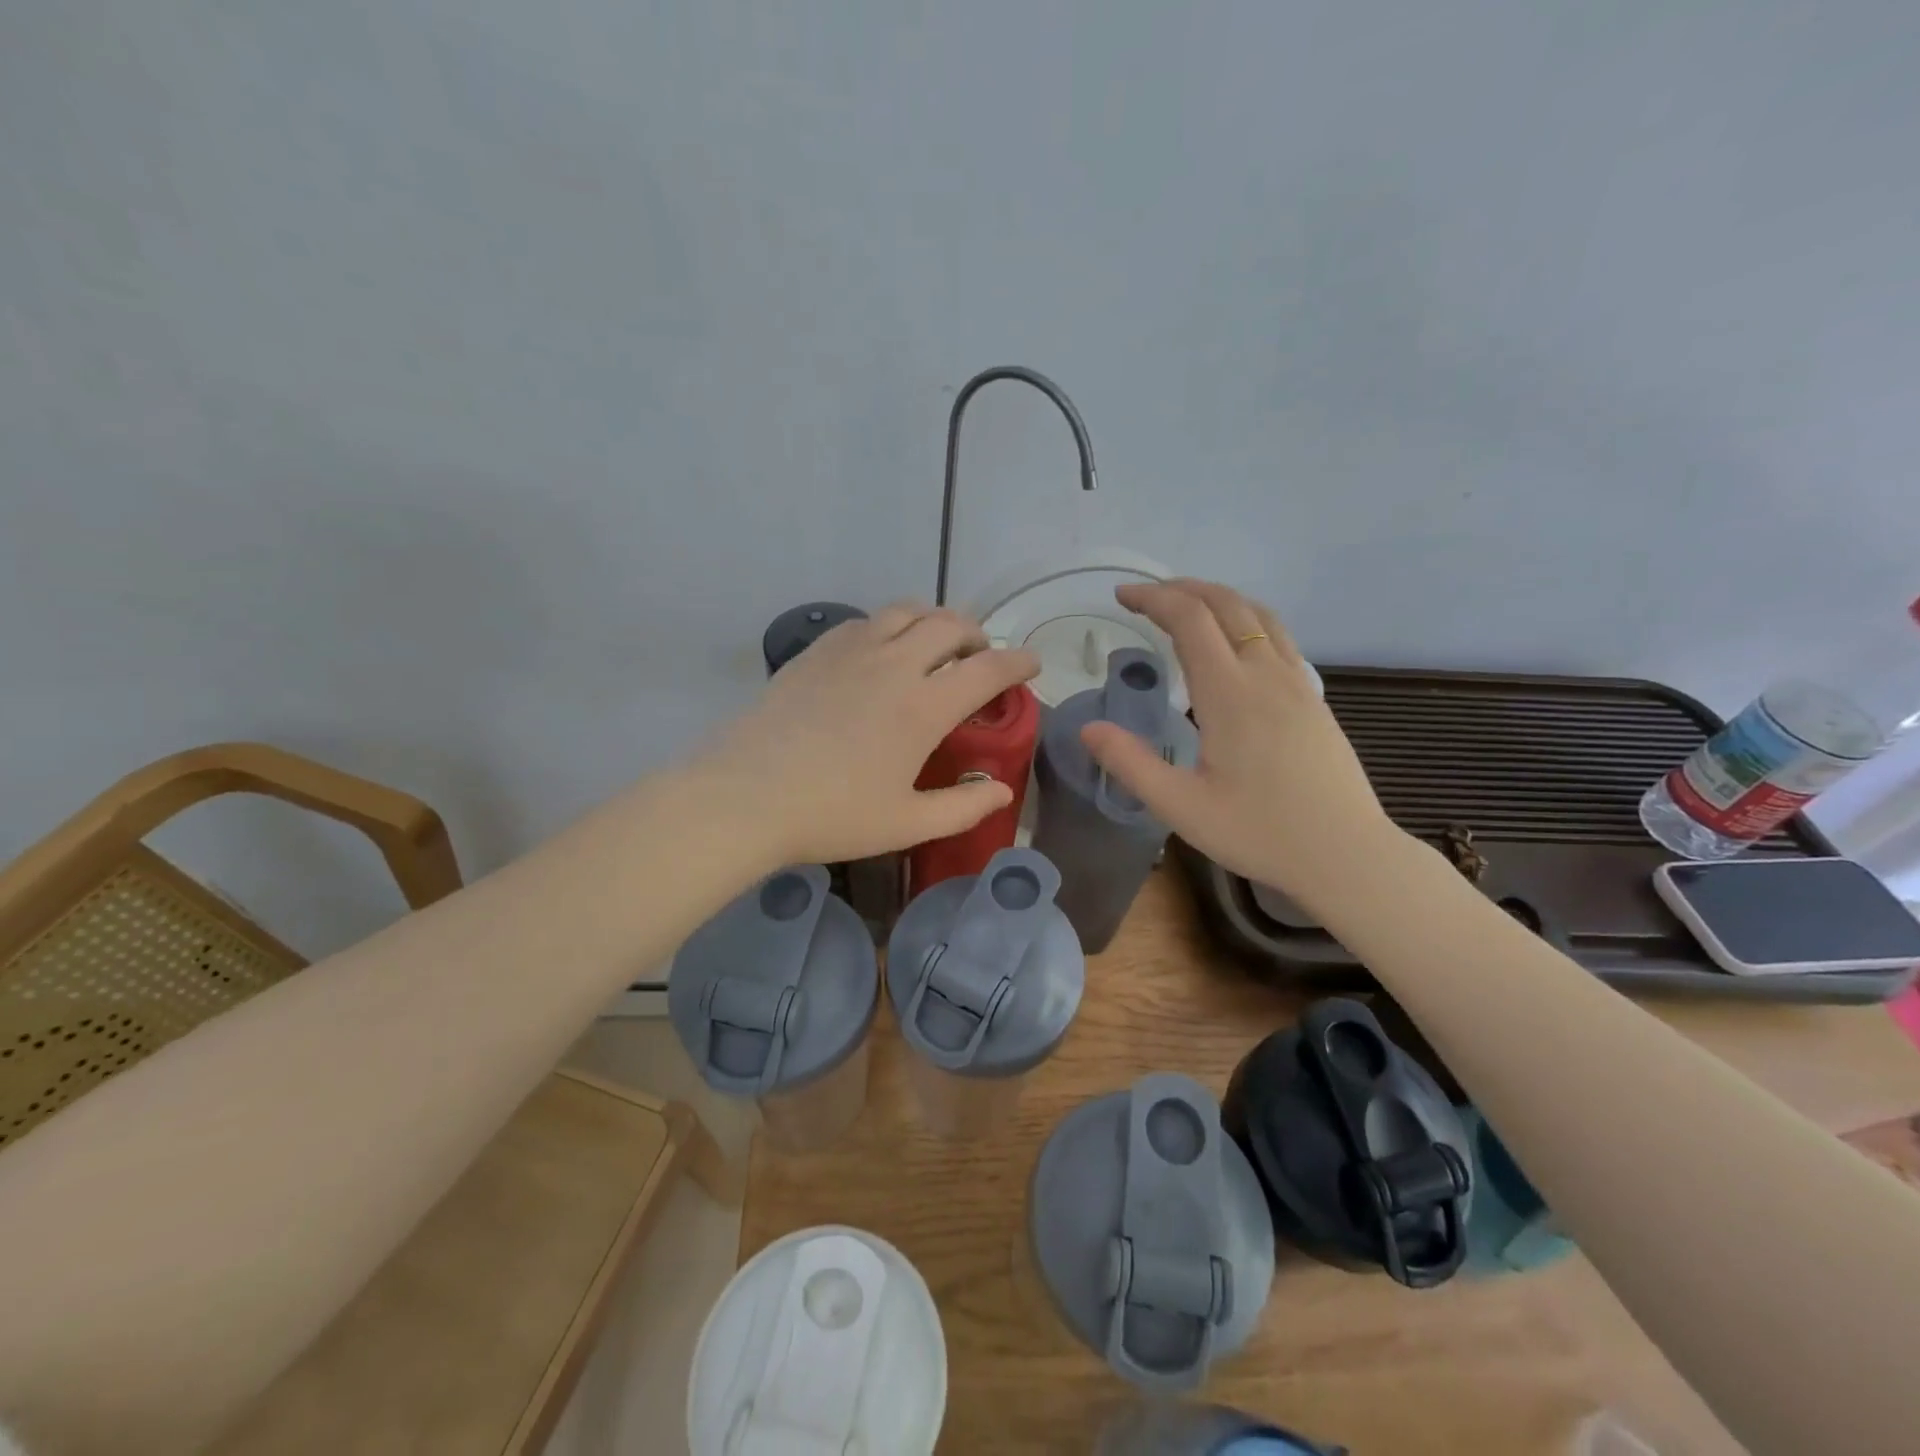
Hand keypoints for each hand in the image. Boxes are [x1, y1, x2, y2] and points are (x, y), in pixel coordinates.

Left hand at [691, 602, 1039, 866]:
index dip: (1017, 663)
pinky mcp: (816, 652)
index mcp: (923, 706)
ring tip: (936, 644)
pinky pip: (865, 621)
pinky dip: (889, 626)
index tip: (1031, 662)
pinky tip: (881, 651)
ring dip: (933, 621)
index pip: (987, 670)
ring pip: (906, 612)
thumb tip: (1002, 791)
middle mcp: (893, 665)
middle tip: (980, 657)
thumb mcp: (907, 823)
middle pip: (949, 625)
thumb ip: (963, 807)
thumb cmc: (832, 815)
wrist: (745, 797)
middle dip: (977, 635)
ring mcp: (851, 651)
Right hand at [1080, 579, 1402, 907]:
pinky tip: (1234, 646)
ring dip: (1218, 598)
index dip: (1153, 598)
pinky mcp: (1314, 699)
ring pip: (1258, 615)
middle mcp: (1266, 674)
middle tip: (1145, 597)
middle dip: (1182, 589)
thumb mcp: (1181, 807)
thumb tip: (1088, 729)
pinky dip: (1245, 620)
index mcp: (1230, 692)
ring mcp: (1297, 683)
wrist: (1347, 855)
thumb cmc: (1260, 832)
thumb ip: (1131, 764)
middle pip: (1226, 604)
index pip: (1190, 618)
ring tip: (1186, 606)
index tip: (1121, 596)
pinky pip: (1277, 637)